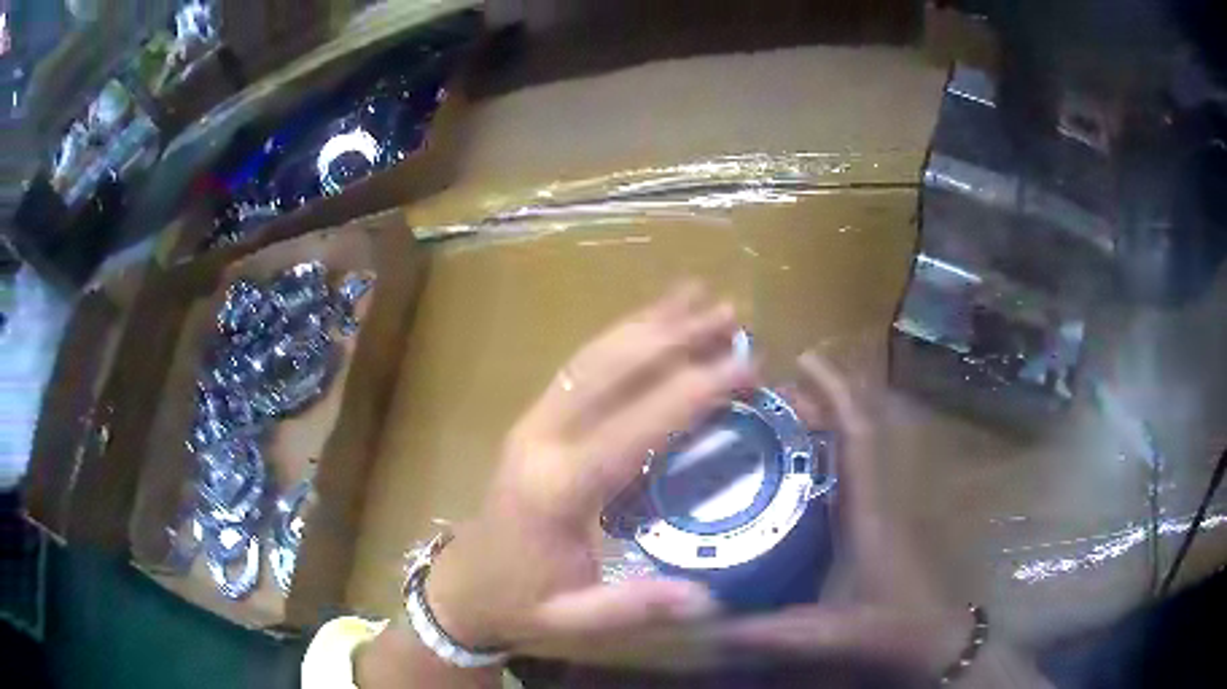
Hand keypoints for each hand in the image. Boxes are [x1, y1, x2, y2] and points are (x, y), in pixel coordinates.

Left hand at [424, 282, 754, 650]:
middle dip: (673, 336)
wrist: (462, 586)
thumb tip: (708, 597)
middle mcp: (541, 441)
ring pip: (592, 358)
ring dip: (648, 324)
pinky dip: (619, 337)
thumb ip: (636, 606)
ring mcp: (532, 423)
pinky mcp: (533, 421)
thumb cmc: (519, 603)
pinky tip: (651, 321)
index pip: (631, 429)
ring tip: (698, 295)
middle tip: (730, 313)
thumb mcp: (574, 618)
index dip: (690, 393)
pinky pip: (579, 368)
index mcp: (555, 490)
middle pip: (609, 372)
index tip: (743, 366)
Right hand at [702, 352, 974, 676]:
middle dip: (830, 394)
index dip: (835, 393)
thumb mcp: (830, 633)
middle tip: (783, 386)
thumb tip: (707, 626)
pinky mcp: (890, 514)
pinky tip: (818, 457)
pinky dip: (845, 443)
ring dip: (840, 413)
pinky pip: (868, 462)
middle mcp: (884, 494)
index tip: (804, 361)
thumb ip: (770, 633)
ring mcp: (892, 502)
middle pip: (866, 424)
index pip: (859, 436)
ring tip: (795, 408)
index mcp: (871, 511)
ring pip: (872, 440)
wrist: (937, 636)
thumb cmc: (893, 627)